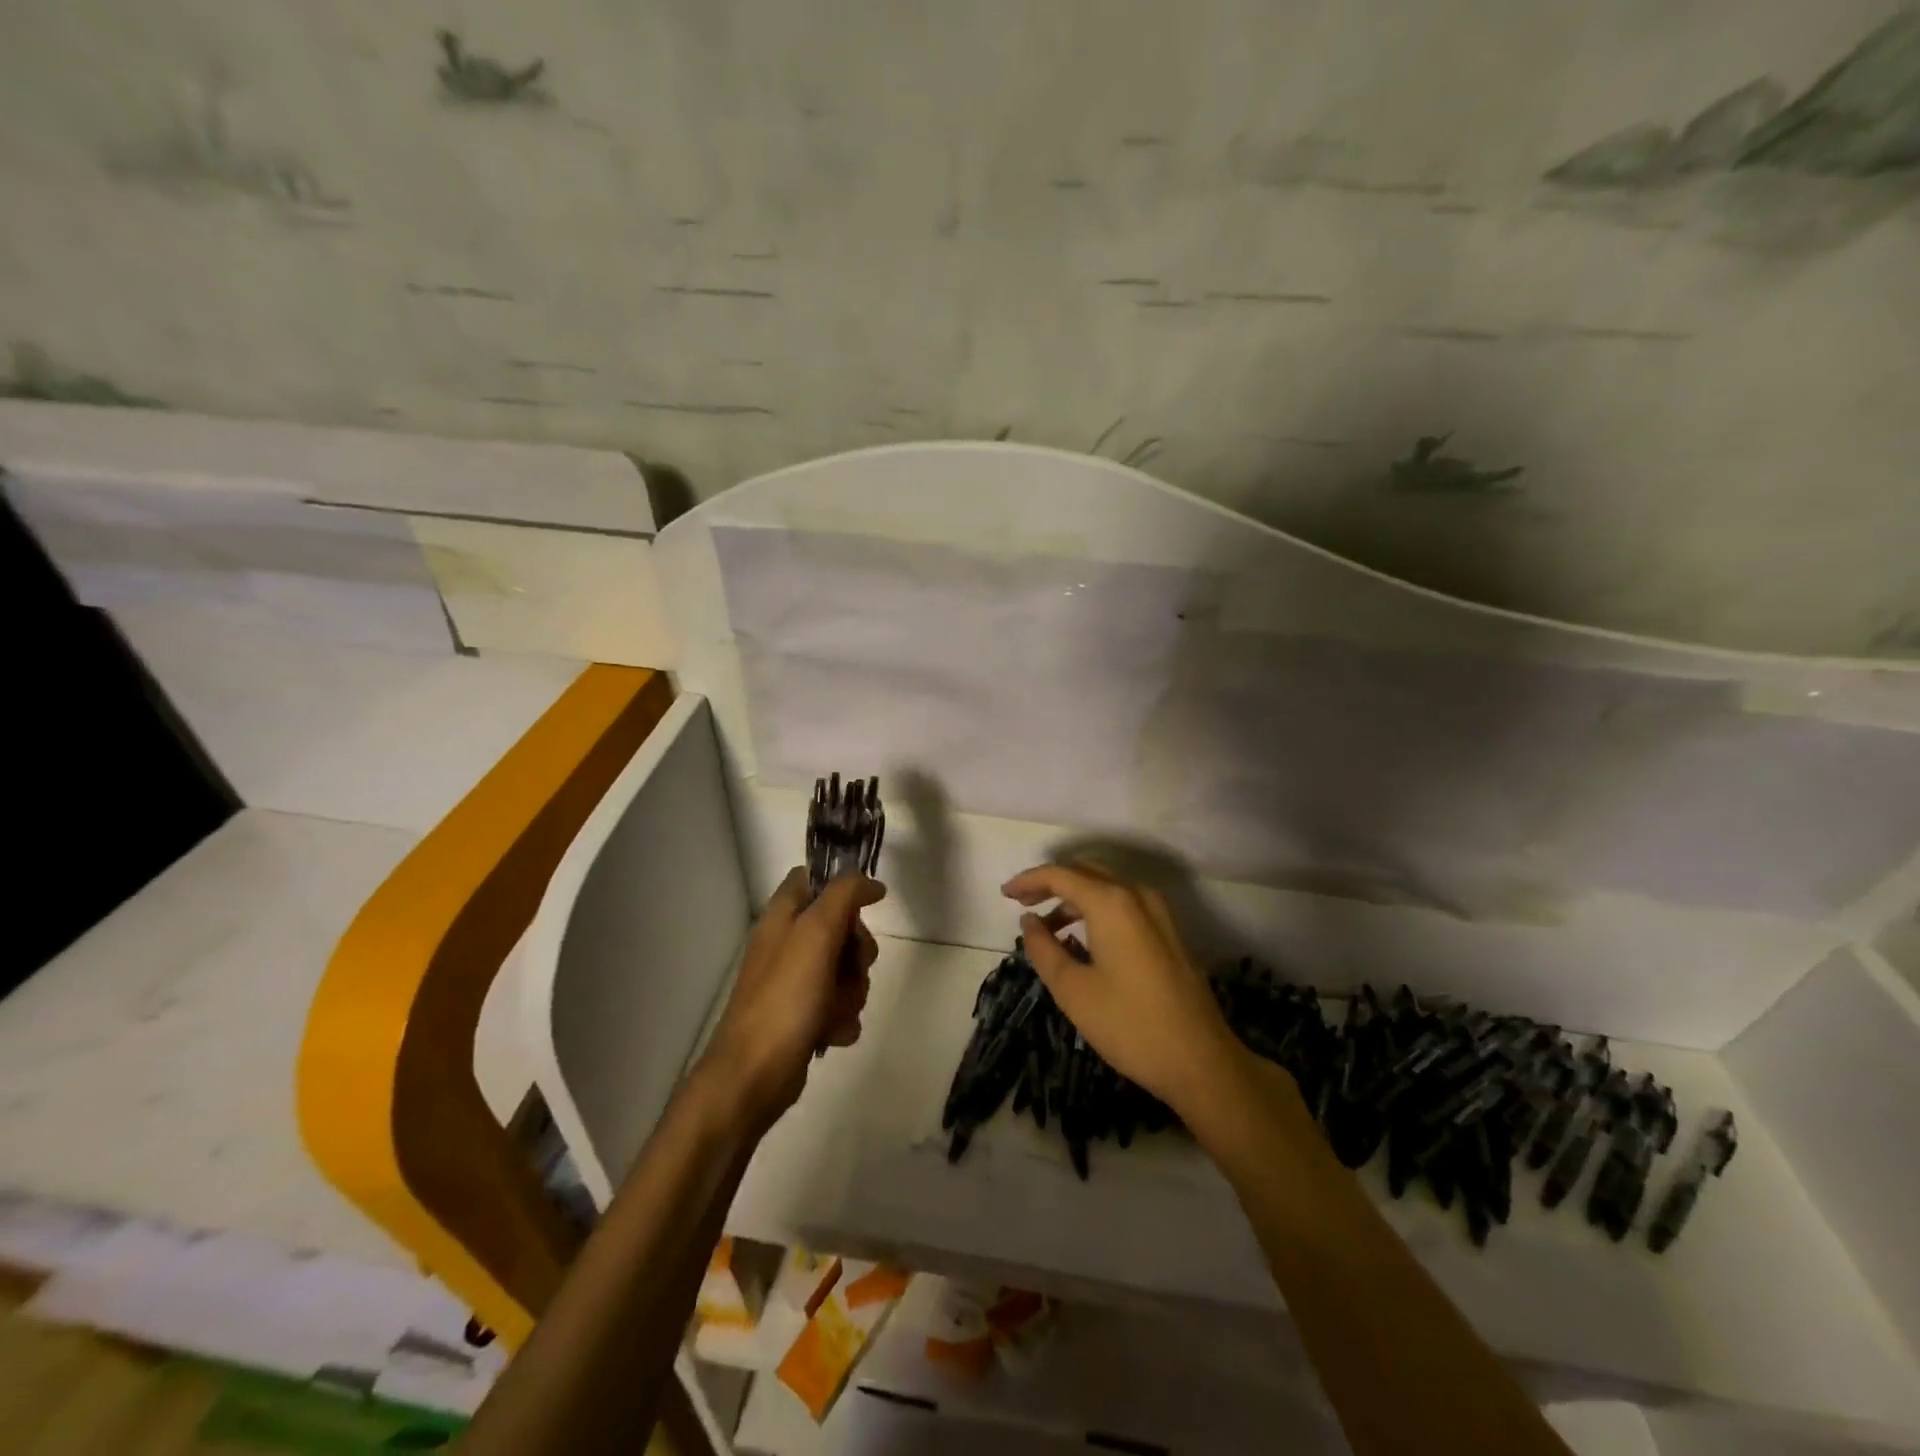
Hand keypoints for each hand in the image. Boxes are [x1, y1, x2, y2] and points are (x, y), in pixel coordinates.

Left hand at [699, 868, 884, 1127]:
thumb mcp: (816, 933)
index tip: (863, 909)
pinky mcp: (804, 1016)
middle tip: (852, 968)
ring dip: (852, 992)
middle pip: (841, 928)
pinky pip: (841, 1006)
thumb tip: (871, 882)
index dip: (841, 888)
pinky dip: (842, 1019)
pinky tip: (830, 1034)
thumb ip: (844, 895)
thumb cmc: (784, 998)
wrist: (754, 1076)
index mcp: (782, 917)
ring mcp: (795, 983)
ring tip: (835, 1011)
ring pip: (846, 971)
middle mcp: (787, 944)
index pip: (812, 878)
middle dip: (857, 952)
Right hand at [1003, 861, 1240, 1115]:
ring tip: (1047, 927)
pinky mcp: (1169, 933)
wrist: (1201, 1060)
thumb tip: (1029, 921)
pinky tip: (1082, 939)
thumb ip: (1044, 949)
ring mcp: (1159, 912)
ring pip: (1108, 887)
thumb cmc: (1129, 1024)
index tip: (1004, 895)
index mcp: (1112, 903)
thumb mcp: (1073, 990)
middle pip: (1086, 872)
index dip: (1029, 880)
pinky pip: (1125, 905)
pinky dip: (1097, 910)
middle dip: (1051, 883)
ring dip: (1074, 898)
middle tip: (1022, 903)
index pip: (1061, 875)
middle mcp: (1137, 895)